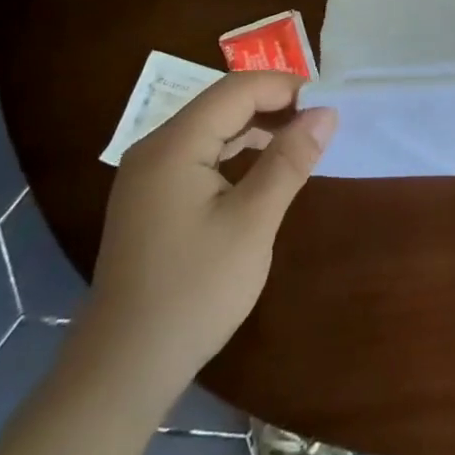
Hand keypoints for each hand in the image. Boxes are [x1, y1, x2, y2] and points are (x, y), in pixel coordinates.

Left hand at [83, 72, 335, 383]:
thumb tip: (326, 113)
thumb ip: (289, 160)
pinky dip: (235, 153)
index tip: (329, 104)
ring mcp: (148, 175)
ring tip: (300, 142)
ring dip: (256, 128)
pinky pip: (199, 155)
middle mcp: (154, 148)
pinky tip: (262, 171)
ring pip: (210, 129)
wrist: (125, 367)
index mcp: (173, 145)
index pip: (236, 90)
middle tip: (320, 123)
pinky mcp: (151, 199)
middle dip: (273, 105)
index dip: (285, 87)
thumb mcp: (253, 222)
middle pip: (220, 104)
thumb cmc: (195, 290)